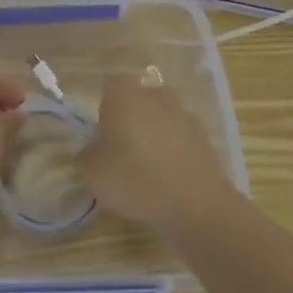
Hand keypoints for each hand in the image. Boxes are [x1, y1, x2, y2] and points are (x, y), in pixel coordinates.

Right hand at [79, 74, 238, 232]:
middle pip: (139, 99)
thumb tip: (95, 151)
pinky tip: (169, 178)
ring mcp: (185, 115)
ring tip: (148, 167)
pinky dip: (174, 152)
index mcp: (125, 94)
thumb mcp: (92, 172)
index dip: (104, 108)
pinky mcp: (205, 138)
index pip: (110, 86)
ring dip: (155, 134)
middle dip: (132, 117)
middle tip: (123, 149)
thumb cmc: (135, 179)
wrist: (195, 205)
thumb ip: (87, 155)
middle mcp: (156, 96)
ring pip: (162, 118)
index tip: (102, 134)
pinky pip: (181, 138)